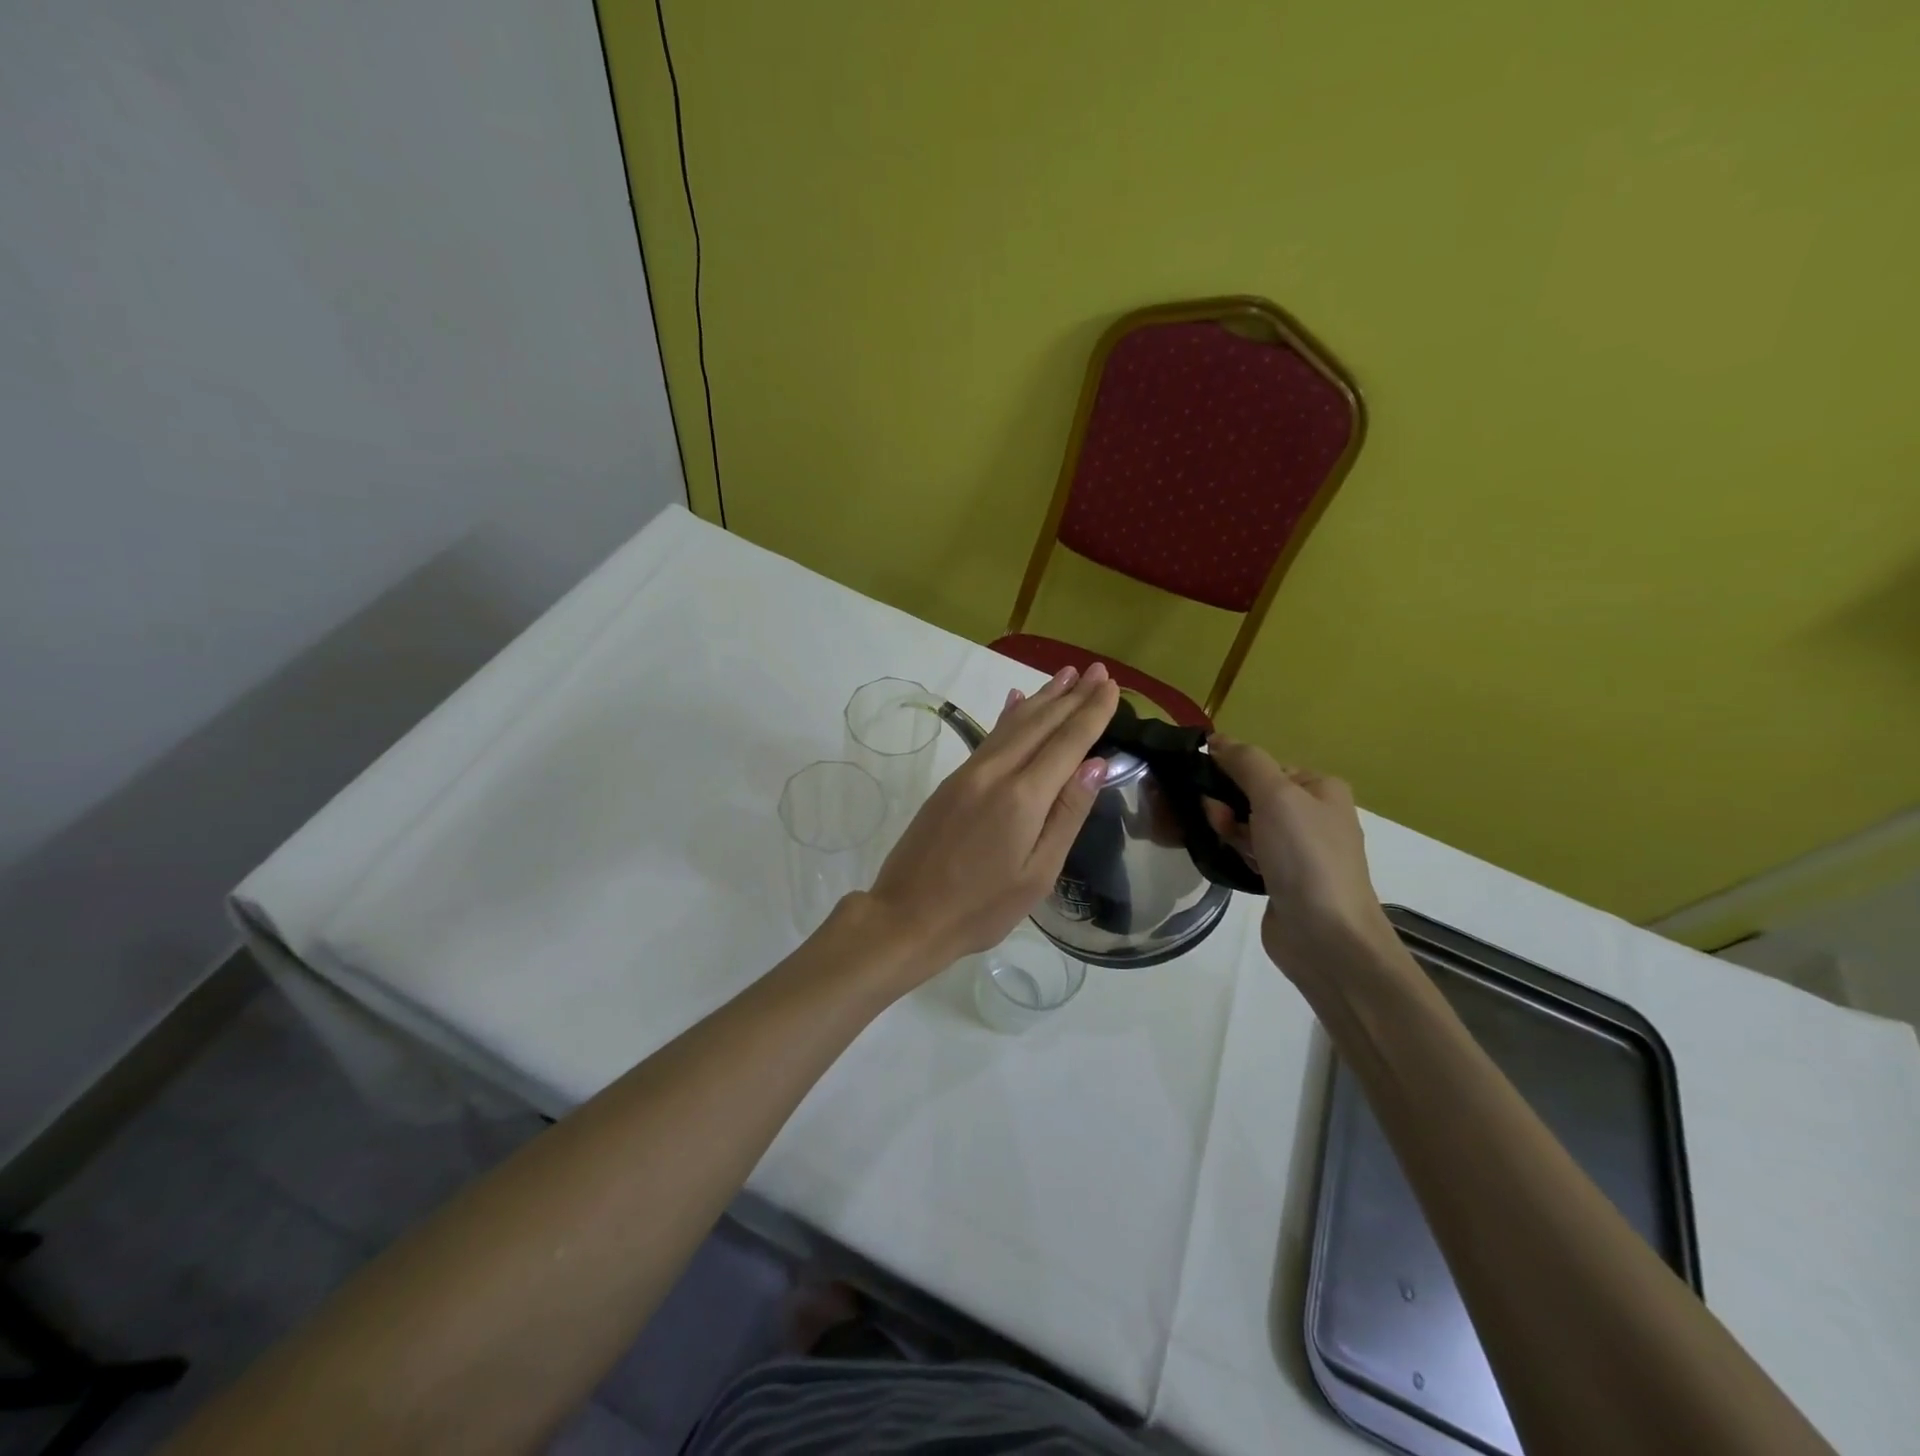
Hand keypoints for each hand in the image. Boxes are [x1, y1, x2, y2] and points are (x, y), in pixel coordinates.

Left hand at [865, 662, 1119, 971]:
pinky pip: (989, 736)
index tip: (1111, 686)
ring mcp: (969, 773)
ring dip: (1043, 697)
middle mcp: (995, 772)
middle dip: (1072, 695)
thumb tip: (1094, 765)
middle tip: (1097, 670)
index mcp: (1023, 797)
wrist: (907, 915)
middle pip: (1041, 724)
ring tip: (1066, 675)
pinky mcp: (952, 781)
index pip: (1067, 742)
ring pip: (1013, 724)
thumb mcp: (1038, 873)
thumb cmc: (981, 907)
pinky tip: (1016, 700)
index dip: (1092, 713)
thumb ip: (1067, 815)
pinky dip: (1009, 715)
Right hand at [1205, 735, 1396, 972]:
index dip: (1233, 774)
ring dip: (1227, 830)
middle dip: (1227, 804)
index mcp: (1321, 788)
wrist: (1326, 935)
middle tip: (1216, 821)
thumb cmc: (1305, 856)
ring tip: (1221, 845)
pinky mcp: (1282, 879)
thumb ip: (1246, 762)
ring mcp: (1299, 850)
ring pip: (1247, 825)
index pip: (1264, 767)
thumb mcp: (1276, 795)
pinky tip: (1224, 860)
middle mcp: (1313, 815)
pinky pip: (1248, 853)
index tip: (1210, 790)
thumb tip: (1217, 739)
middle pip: (1253, 795)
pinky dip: (1234, 852)